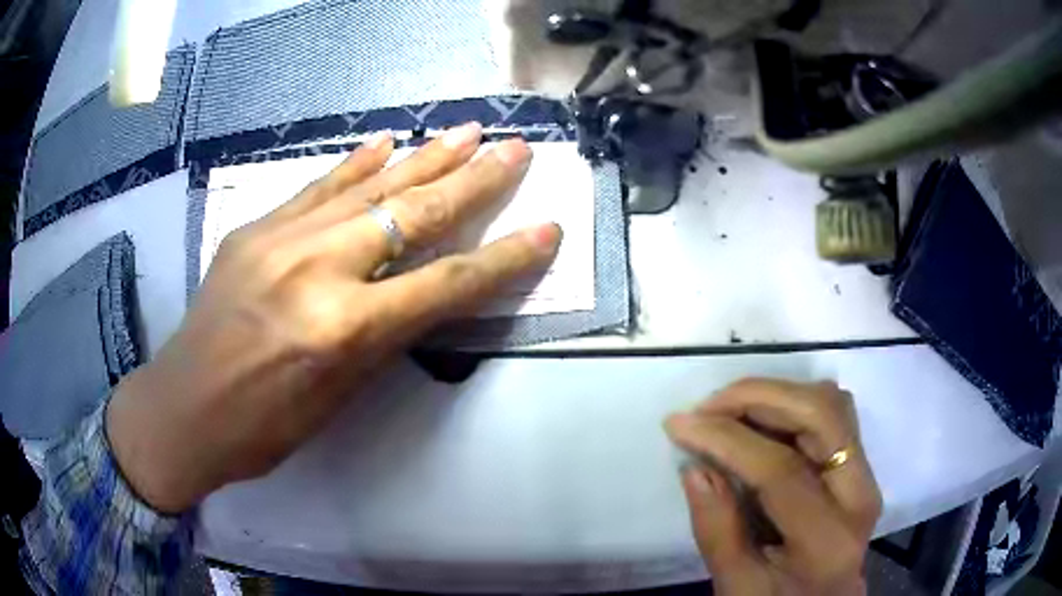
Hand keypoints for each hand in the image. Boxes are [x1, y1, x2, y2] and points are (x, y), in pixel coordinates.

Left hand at [106, 124, 561, 512]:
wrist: (183, 408)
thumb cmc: (263, 428)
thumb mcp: (338, 396)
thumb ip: (383, 334)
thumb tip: (422, 290)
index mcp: (343, 329)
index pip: (446, 284)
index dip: (504, 258)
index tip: (547, 229)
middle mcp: (317, 269)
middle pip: (413, 215)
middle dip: (474, 180)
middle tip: (515, 149)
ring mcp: (280, 238)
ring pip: (368, 186)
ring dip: (424, 157)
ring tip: (467, 131)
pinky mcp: (255, 228)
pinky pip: (317, 187)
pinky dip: (356, 163)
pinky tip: (386, 142)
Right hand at [665, 379, 881, 595]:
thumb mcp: (737, 585)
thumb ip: (716, 530)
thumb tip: (694, 466)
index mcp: (827, 540)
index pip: (780, 471)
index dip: (727, 440)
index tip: (679, 424)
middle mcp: (860, 495)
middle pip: (821, 416)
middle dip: (758, 397)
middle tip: (707, 407)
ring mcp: (867, 474)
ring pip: (831, 403)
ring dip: (777, 394)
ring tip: (728, 410)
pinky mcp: (860, 464)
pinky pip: (833, 413)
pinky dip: (793, 402)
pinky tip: (760, 418)